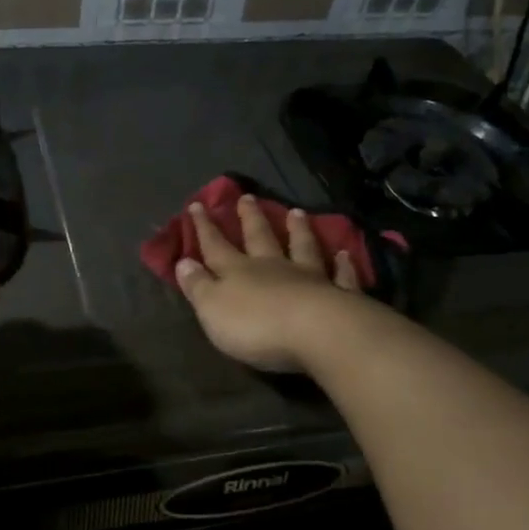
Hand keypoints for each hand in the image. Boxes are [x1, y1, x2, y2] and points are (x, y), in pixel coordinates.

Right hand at [174, 196, 365, 373]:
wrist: (316, 333)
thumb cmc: (256, 325)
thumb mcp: (213, 308)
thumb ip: (198, 285)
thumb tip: (183, 261)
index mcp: (238, 271)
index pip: (216, 245)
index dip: (204, 227)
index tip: (197, 205)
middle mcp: (273, 267)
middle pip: (260, 237)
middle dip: (250, 218)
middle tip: (247, 197)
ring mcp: (309, 278)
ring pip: (301, 247)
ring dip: (297, 229)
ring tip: (296, 211)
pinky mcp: (339, 295)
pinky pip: (340, 275)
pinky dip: (342, 264)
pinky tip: (345, 253)